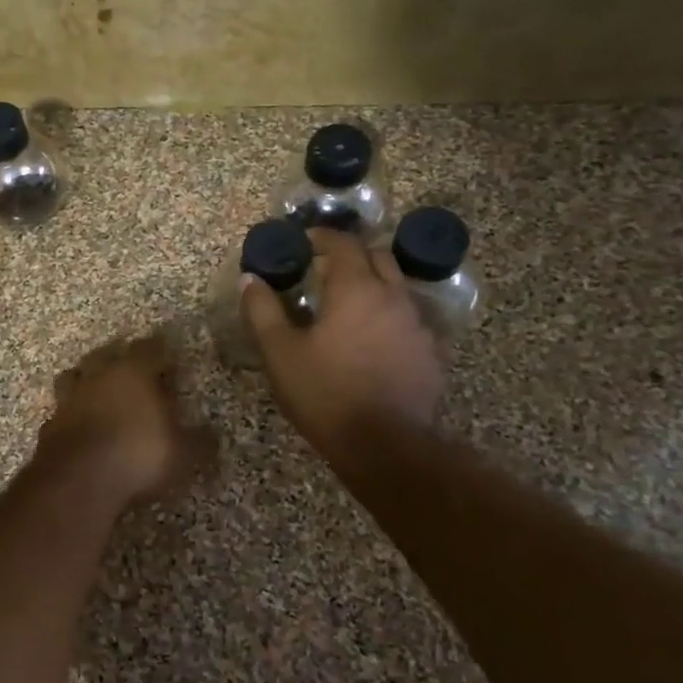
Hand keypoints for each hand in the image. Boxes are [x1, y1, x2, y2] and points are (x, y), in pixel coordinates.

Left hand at [35, 335, 212, 504]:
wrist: (77, 480)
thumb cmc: (137, 455)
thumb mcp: (182, 453)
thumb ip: (200, 441)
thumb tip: (214, 435)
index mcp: (134, 371)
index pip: (150, 348)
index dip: (161, 352)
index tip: (170, 360)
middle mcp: (99, 375)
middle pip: (107, 354)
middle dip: (120, 358)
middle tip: (133, 370)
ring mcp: (70, 397)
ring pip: (77, 375)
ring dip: (88, 379)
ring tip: (100, 391)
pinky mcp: (50, 423)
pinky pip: (63, 409)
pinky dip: (72, 413)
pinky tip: (79, 425)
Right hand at [241, 229, 442, 451]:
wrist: (385, 446)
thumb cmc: (325, 393)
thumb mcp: (280, 352)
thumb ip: (263, 310)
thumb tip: (250, 279)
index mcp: (356, 289)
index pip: (343, 243)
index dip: (322, 236)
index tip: (304, 240)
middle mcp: (393, 297)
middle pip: (378, 257)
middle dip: (351, 255)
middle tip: (324, 269)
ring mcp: (418, 325)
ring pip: (397, 287)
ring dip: (373, 284)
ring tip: (347, 304)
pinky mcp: (431, 353)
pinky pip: (410, 319)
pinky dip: (389, 315)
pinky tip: (373, 338)